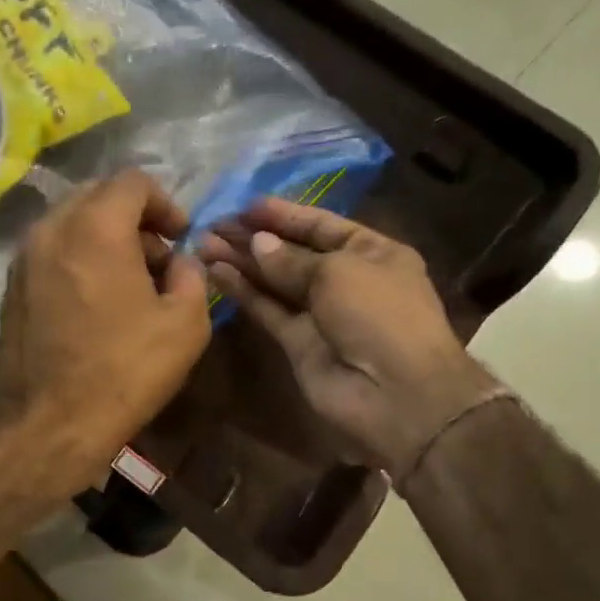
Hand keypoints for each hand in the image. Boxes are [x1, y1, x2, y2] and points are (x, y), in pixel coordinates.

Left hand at [0, 169, 211, 494]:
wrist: (50, 423)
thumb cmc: (124, 371)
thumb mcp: (186, 324)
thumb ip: (192, 275)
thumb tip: (180, 261)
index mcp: (95, 227)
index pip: (133, 182)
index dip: (166, 203)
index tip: (180, 238)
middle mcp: (52, 229)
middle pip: (98, 196)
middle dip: (134, 218)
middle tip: (157, 259)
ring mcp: (24, 257)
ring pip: (71, 223)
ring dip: (104, 238)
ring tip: (128, 282)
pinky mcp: (11, 286)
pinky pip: (51, 251)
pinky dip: (78, 258)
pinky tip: (95, 300)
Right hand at [203, 199, 500, 477]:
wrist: (395, 394)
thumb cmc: (379, 315)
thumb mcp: (339, 272)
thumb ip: (291, 259)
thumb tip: (258, 244)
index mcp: (372, 253)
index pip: (321, 225)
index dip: (284, 215)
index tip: (245, 206)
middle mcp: (346, 280)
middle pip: (293, 252)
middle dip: (255, 238)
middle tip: (213, 224)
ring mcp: (320, 313)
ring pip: (275, 282)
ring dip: (242, 262)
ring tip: (204, 244)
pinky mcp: (298, 343)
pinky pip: (268, 310)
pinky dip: (244, 292)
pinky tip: (217, 272)